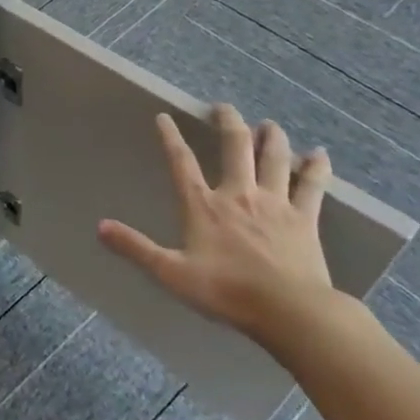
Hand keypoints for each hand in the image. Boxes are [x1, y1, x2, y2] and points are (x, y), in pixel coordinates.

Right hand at [98, 104, 341, 350]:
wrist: (290, 311)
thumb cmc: (227, 291)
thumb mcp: (171, 273)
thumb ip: (136, 248)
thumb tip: (100, 227)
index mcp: (203, 205)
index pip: (182, 162)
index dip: (170, 137)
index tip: (164, 116)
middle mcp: (238, 194)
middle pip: (235, 147)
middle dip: (229, 123)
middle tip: (223, 107)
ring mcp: (275, 204)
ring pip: (273, 159)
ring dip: (271, 137)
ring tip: (269, 124)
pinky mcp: (305, 219)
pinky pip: (312, 186)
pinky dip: (316, 168)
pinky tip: (320, 154)